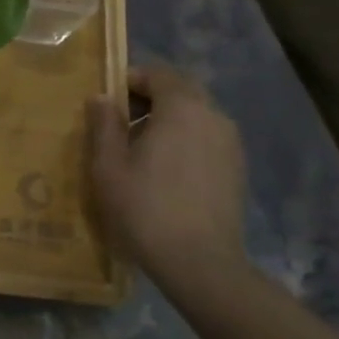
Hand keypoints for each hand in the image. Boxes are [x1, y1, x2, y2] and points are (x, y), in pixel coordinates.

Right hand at [88, 65, 251, 300]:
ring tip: (142, 150)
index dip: (130, 80)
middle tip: (122, 123)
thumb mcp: (108, 166)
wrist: (201, 265)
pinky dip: (185, 141)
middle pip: (180, 90)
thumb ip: (103, 124)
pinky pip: (207, 138)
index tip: (108, 103)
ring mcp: (230, 144)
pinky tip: (166, 172)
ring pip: (196, 114)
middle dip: (150, 98)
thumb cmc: (146, 208)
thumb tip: (100, 97)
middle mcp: (213, 116)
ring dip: (168, 120)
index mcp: (182, 107)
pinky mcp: (237, 169)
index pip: (158, 73)